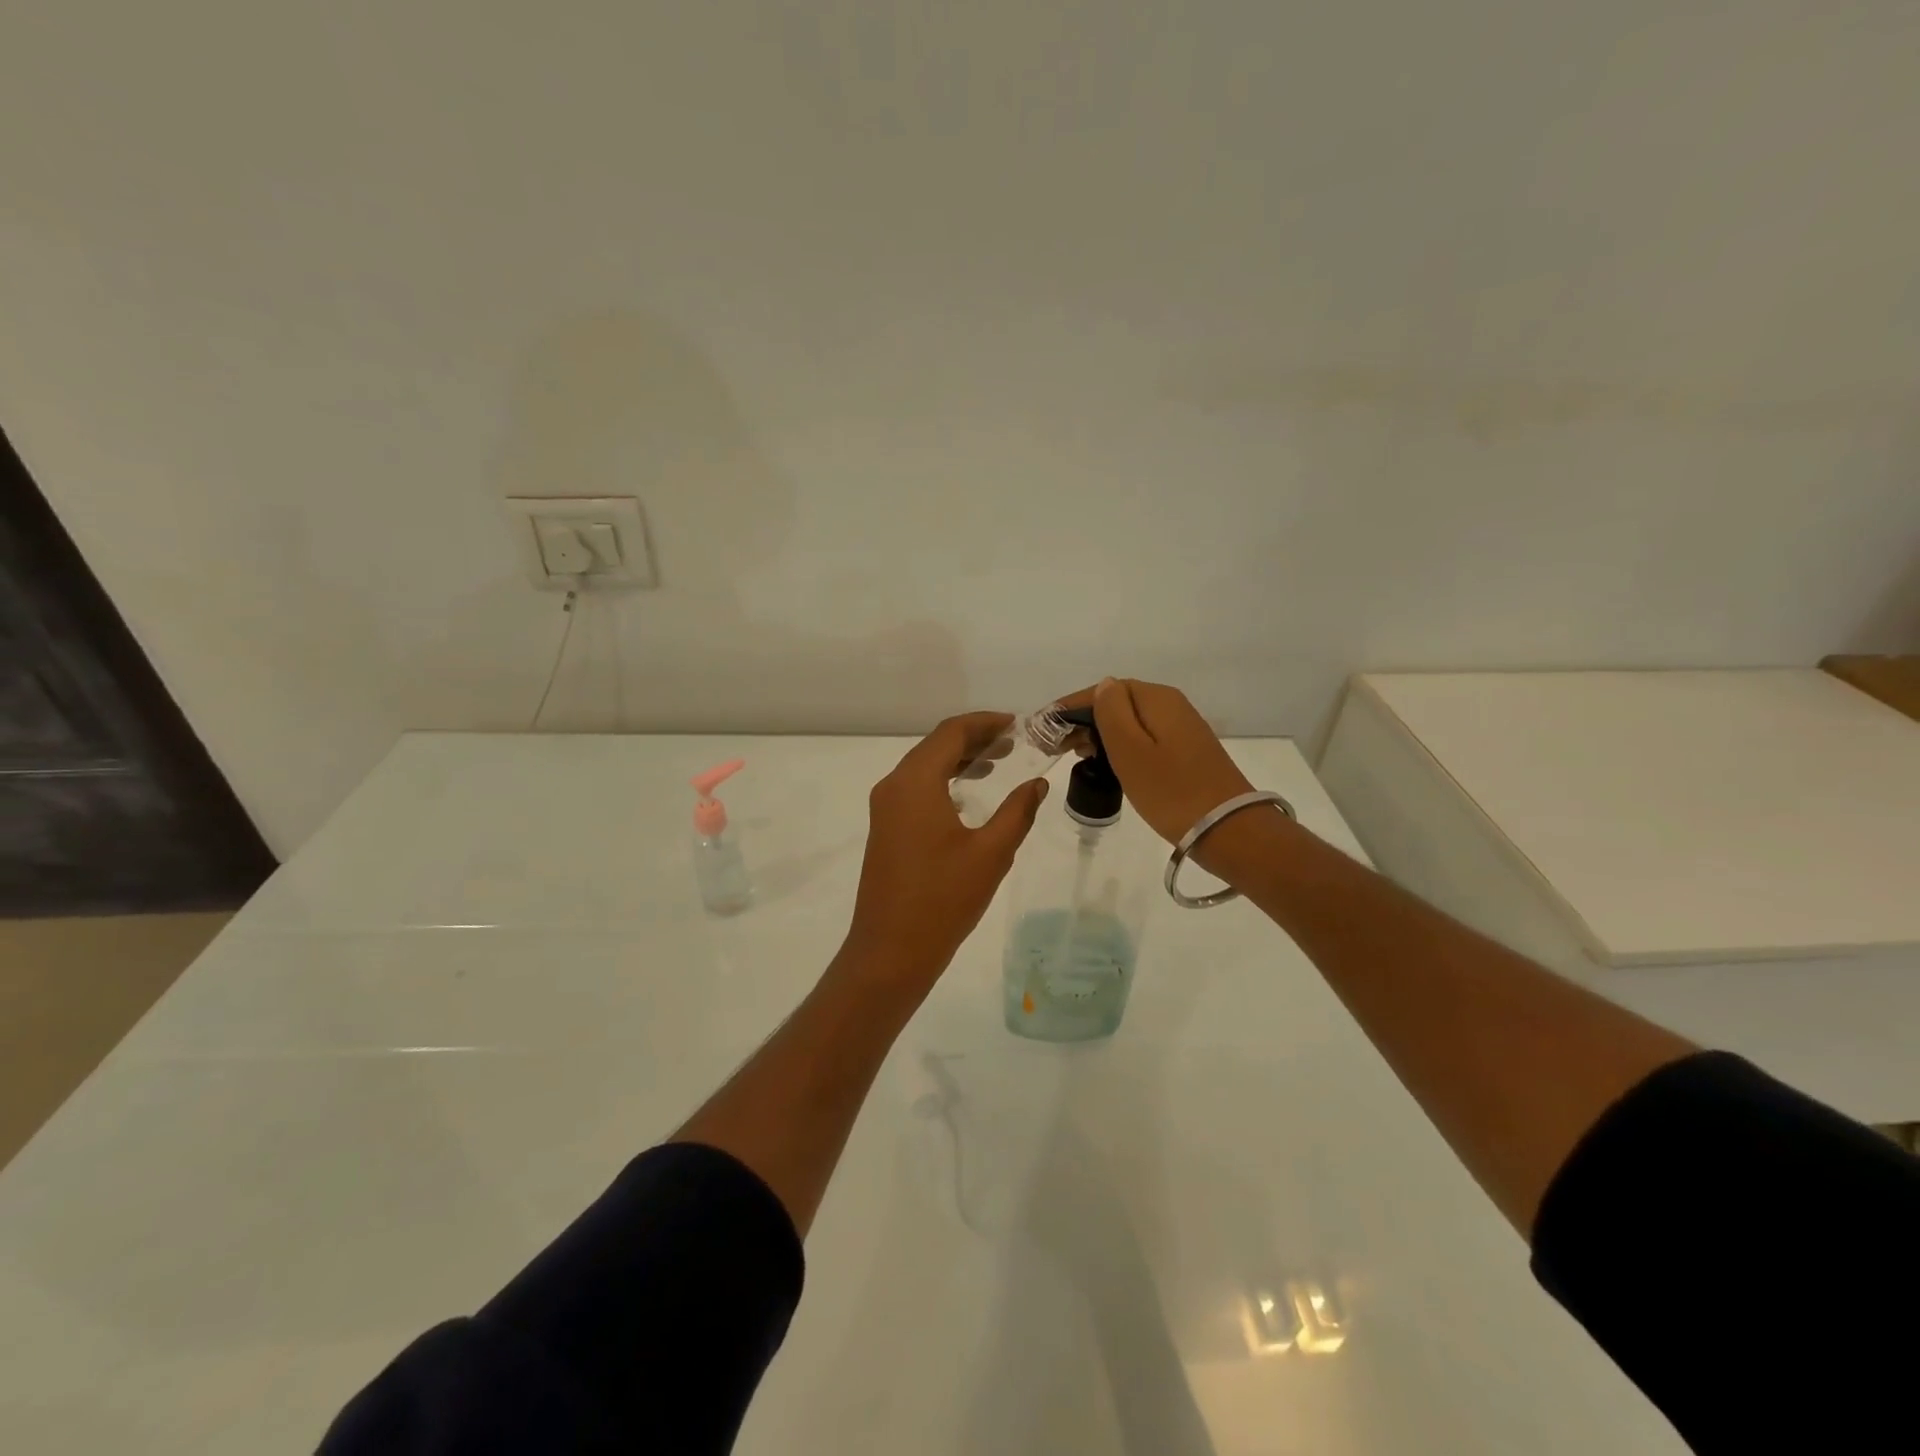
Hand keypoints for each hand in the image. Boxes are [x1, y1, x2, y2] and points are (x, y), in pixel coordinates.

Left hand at [842, 713, 1048, 989]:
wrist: (890, 951)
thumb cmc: (943, 900)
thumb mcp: (991, 853)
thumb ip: (1018, 812)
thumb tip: (1037, 783)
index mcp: (915, 782)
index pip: (951, 733)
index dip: (985, 723)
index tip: (1017, 724)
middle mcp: (894, 786)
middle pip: (935, 745)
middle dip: (975, 739)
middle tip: (1014, 742)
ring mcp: (885, 809)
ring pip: (924, 767)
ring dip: (959, 759)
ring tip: (998, 762)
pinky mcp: (886, 829)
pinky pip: (916, 788)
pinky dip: (944, 780)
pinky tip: (968, 794)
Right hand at [1056, 679, 1253, 845]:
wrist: (1228, 830)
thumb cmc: (1171, 791)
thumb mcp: (1131, 750)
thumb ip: (1112, 712)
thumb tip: (1103, 686)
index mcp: (1156, 699)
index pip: (1104, 690)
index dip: (1070, 707)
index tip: (1043, 728)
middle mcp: (1171, 705)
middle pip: (1117, 703)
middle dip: (1083, 720)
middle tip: (1054, 746)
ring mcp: (1181, 729)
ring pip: (1130, 722)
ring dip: (1099, 734)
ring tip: (1075, 755)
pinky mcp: (1186, 752)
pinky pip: (1143, 739)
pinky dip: (1120, 747)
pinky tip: (1106, 763)